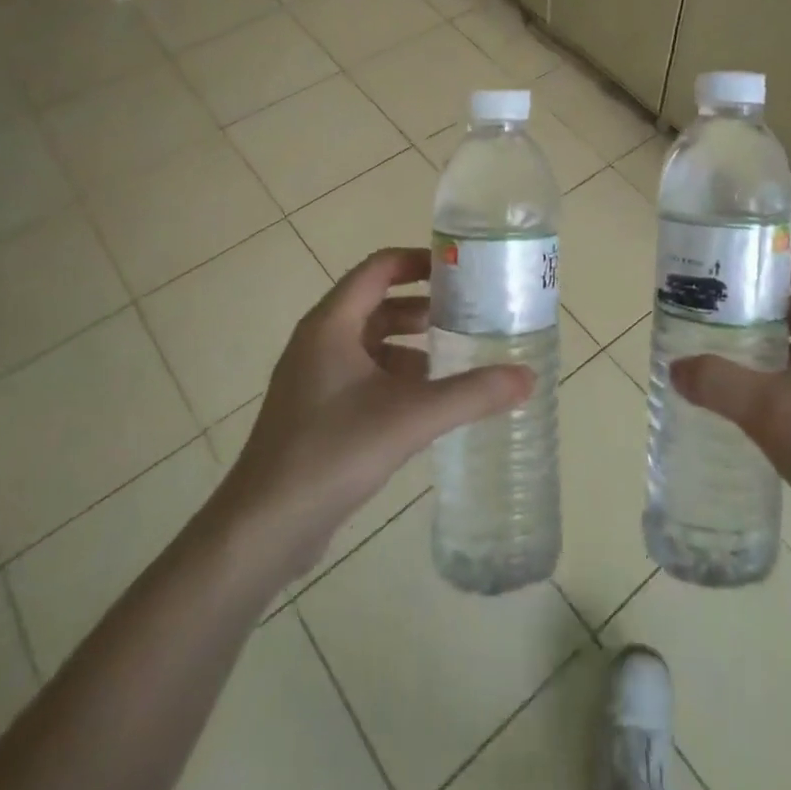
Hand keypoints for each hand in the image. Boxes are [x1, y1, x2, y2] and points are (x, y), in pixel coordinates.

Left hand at [209, 247, 533, 584]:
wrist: (263, 528)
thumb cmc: (332, 452)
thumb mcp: (410, 417)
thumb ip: (471, 394)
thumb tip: (527, 377)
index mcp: (332, 324)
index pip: (378, 269)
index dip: (418, 261)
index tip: (459, 270)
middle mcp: (319, 341)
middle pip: (376, 304)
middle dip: (422, 307)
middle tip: (468, 315)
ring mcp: (313, 378)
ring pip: (370, 343)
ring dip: (410, 345)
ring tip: (455, 359)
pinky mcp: (315, 412)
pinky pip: (362, 376)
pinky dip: (395, 377)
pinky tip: (425, 403)